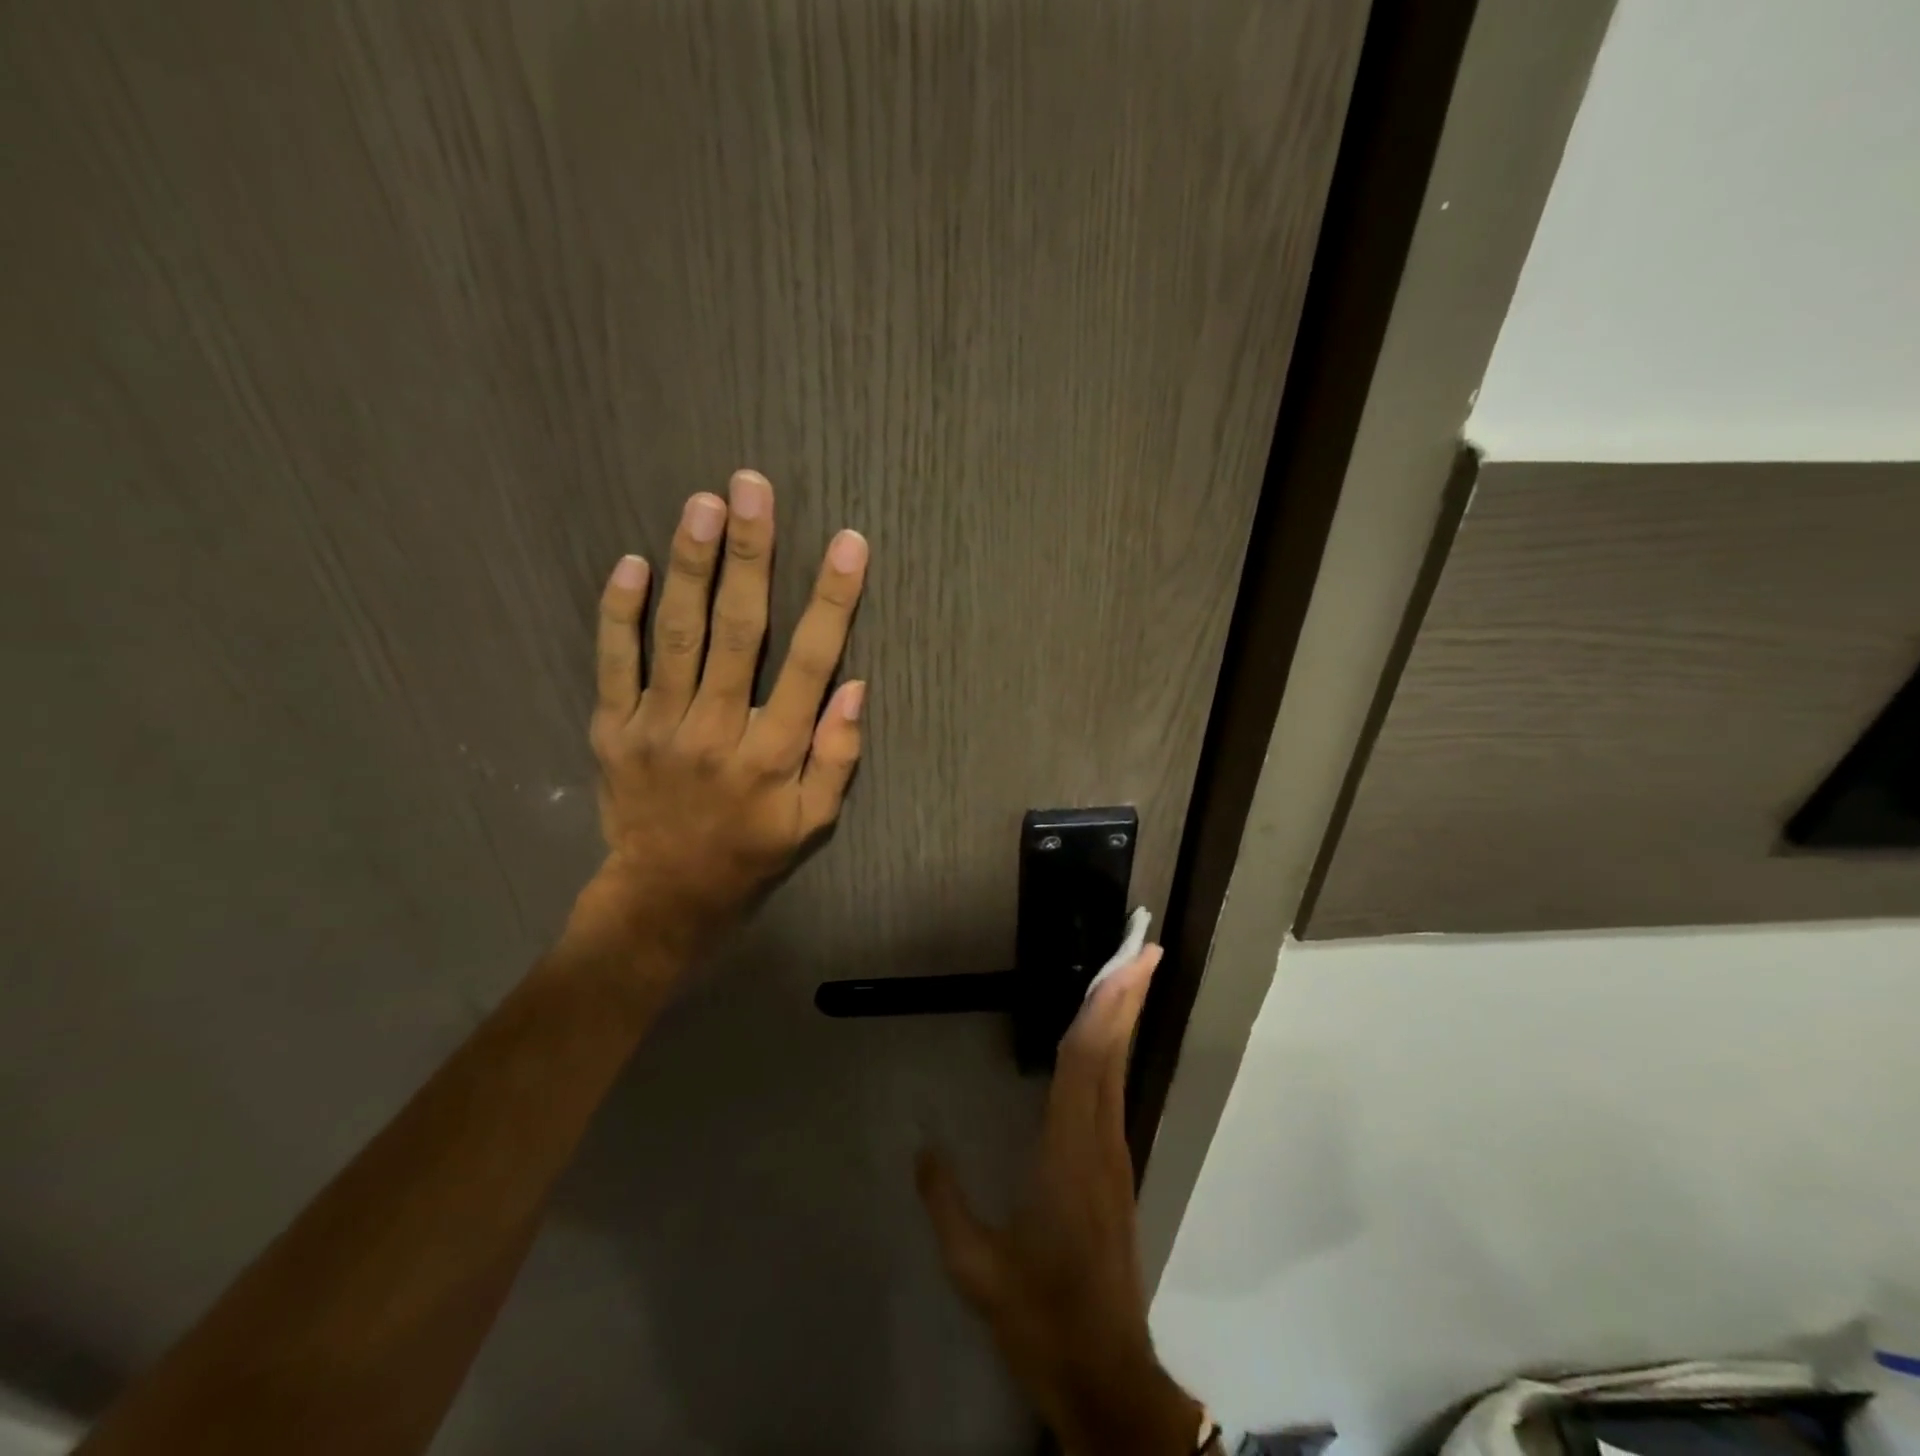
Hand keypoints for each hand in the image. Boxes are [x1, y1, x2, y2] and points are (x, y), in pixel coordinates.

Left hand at [584, 469, 868, 958]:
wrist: (663, 897)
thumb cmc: (750, 854)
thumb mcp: (814, 824)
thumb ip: (838, 757)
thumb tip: (855, 687)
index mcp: (772, 754)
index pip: (809, 664)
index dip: (832, 601)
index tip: (849, 545)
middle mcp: (716, 730)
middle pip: (737, 630)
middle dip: (750, 555)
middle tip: (752, 488)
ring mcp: (658, 727)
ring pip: (676, 634)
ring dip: (690, 565)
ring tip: (702, 503)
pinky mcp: (613, 730)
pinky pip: (614, 663)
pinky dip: (619, 613)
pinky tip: (631, 563)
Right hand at [916, 947, 1204, 1455]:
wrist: (1105, 1373)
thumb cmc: (1040, 1315)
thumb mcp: (977, 1269)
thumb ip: (946, 1203)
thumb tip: (923, 1148)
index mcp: (1068, 1153)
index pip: (1084, 1063)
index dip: (1100, 1009)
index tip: (1120, 966)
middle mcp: (1100, 1142)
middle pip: (1112, 1054)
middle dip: (1127, 997)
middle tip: (1144, 948)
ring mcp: (1114, 1154)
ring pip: (1118, 1069)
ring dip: (1125, 1018)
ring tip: (1131, 975)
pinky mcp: (1116, 1168)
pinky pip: (1114, 1091)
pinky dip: (1114, 1050)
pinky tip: (1108, 1039)